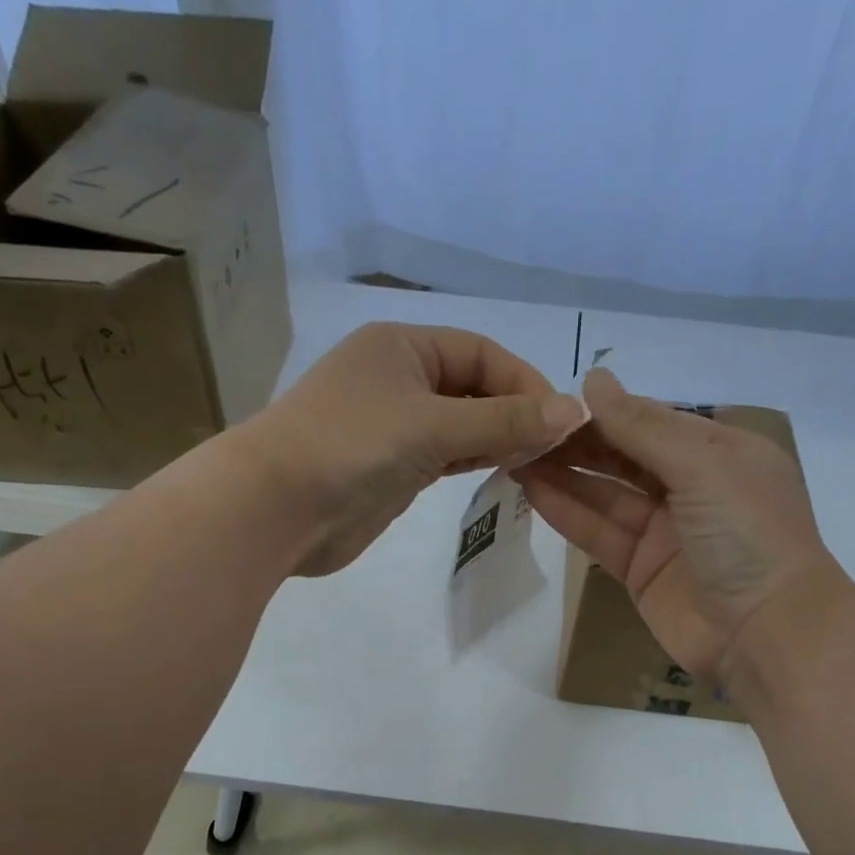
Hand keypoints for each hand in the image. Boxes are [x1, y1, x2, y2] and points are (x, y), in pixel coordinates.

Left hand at [235, 321, 587, 576]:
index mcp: (403, 346)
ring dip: (497, 439)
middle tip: (555, 448)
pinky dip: (473, 460)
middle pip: (473, 388)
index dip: (524, 381)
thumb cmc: (353, 447)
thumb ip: (504, 420)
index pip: (481, 353)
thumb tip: (575, 411)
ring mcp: (394, 426)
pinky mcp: (391, 468)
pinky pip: (444, 456)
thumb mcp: (433, 425)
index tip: (561, 420)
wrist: (278, 509)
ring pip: (461, 425)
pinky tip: (503, 470)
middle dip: (514, 413)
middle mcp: (399, 379)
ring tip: (538, 461)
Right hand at [515, 368, 843, 681]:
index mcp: (719, 452)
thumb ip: (644, 427)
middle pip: (624, 456)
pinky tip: (533, 490)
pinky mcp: (640, 571)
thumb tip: (593, 379)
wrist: (765, 633)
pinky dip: (568, 513)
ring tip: (515, 453)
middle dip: (578, 442)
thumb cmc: (748, 535)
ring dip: (564, 474)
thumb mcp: (704, 466)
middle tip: (524, 427)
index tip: (553, 399)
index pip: (652, 420)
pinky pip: (599, 534)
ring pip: (605, 495)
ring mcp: (664, 532)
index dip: (605, 410)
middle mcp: (691, 487)